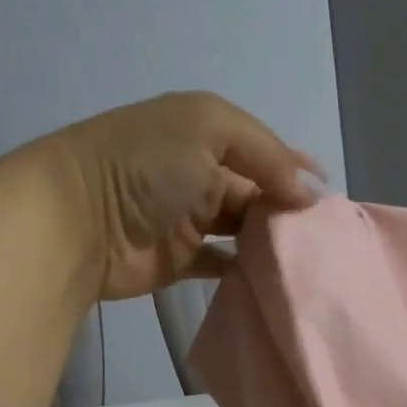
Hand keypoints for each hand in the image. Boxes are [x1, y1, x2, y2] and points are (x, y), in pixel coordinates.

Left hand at [50, 91, 321, 301]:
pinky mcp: (180, 260)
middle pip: (256, 190)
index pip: (262, 148)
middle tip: (324, 235)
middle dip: (288, 208)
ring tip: (307, 258)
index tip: (328, 196)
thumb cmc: (145, 164)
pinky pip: (221, 264)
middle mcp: (199, 172)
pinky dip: (244, 270)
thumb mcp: (209, 129)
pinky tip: (273, 278)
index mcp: (205, 132)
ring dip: (270, 240)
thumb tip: (305, 193)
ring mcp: (189, 219)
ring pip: (243, 229)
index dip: (294, 167)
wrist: (79, 220)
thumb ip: (264, 154)